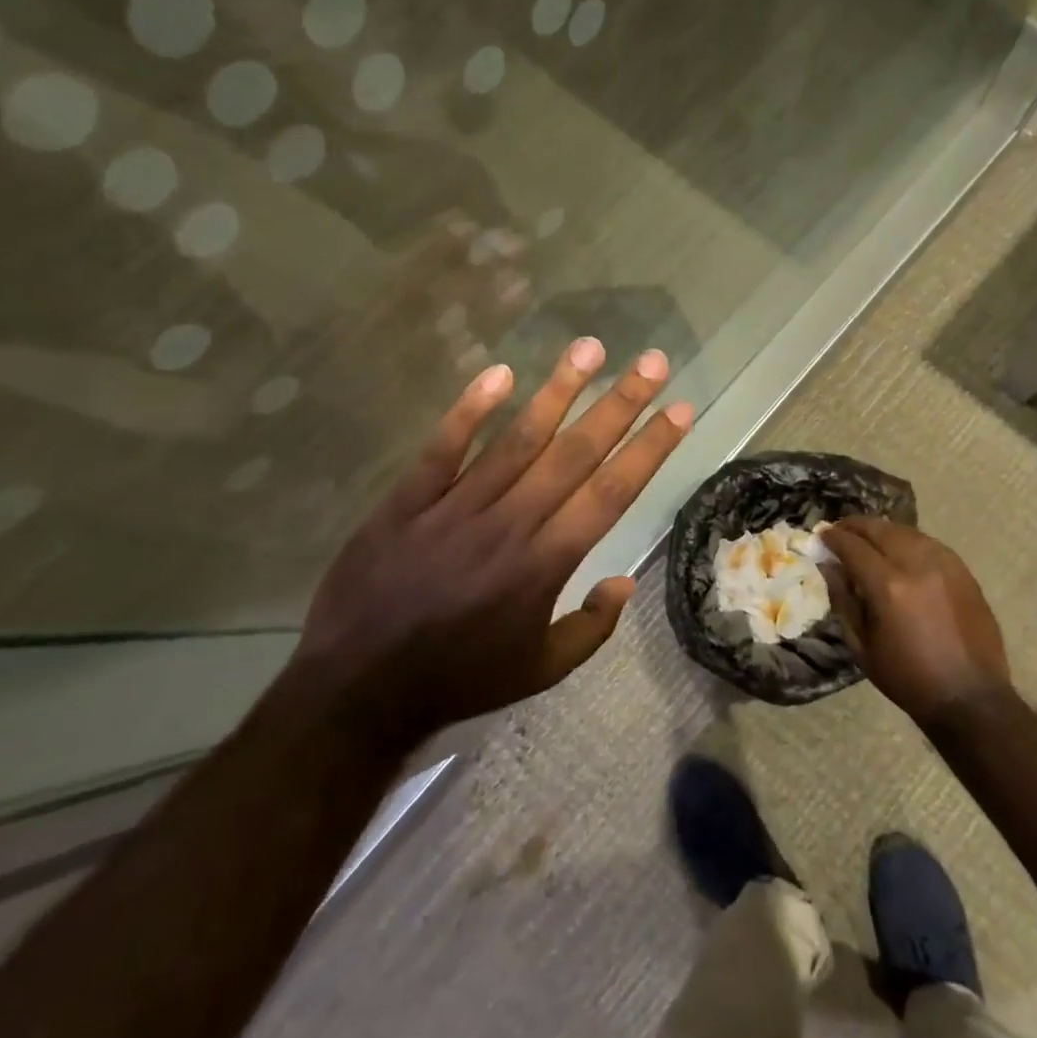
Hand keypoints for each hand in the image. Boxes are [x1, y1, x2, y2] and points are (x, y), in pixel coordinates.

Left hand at [297, 338, 691, 743]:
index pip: (610, 493)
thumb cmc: (459, 679)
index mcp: (545, 564)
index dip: (649, 448)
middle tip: (653, 362)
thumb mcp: (540, 671)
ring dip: (558, 391)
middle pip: (574, 453)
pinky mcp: (408, 501)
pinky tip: (498, 373)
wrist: (357, 689)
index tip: (679, 410)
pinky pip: (443, 448)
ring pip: (517, 438)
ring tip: (589, 348)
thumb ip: (590, 629)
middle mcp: (510, 524)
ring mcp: (456, 507)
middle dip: (619, 404)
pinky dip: (469, 410)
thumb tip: (625, 582)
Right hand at [820, 518, 1012, 726]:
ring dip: (882, 530)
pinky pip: (928, 543)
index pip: (853, 546)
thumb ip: (843, 600)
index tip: (821, 535)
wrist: (970, 697)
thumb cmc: (908, 678)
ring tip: (868, 538)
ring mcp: (945, 565)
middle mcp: (917, 565)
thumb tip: (829, 567)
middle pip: (880, 530)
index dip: (834, 537)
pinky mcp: (963, 571)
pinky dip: (908, 540)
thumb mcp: (862, 646)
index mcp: (888, 587)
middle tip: (841, 530)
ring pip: (906, 531)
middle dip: (856, 526)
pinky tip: (899, 550)